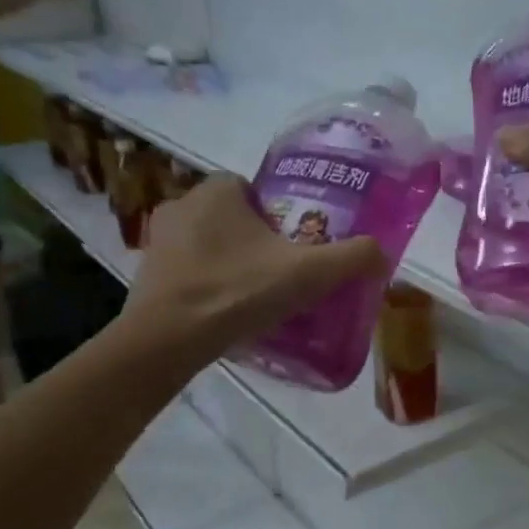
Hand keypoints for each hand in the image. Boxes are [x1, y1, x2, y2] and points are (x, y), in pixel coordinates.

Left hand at [119, 174, 384, 359]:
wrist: (169, 340)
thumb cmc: (238, 291)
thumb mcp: (308, 274)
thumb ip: (350, 258)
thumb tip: (382, 252)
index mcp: (216, 191)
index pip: (252, 188)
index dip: (277, 213)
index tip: (294, 244)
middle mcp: (181, 204)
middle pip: (232, 216)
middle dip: (254, 239)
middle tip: (282, 272)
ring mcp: (158, 241)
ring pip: (208, 243)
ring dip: (230, 262)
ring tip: (256, 295)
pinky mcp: (147, 275)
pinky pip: (188, 270)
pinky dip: (207, 284)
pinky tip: (227, 311)